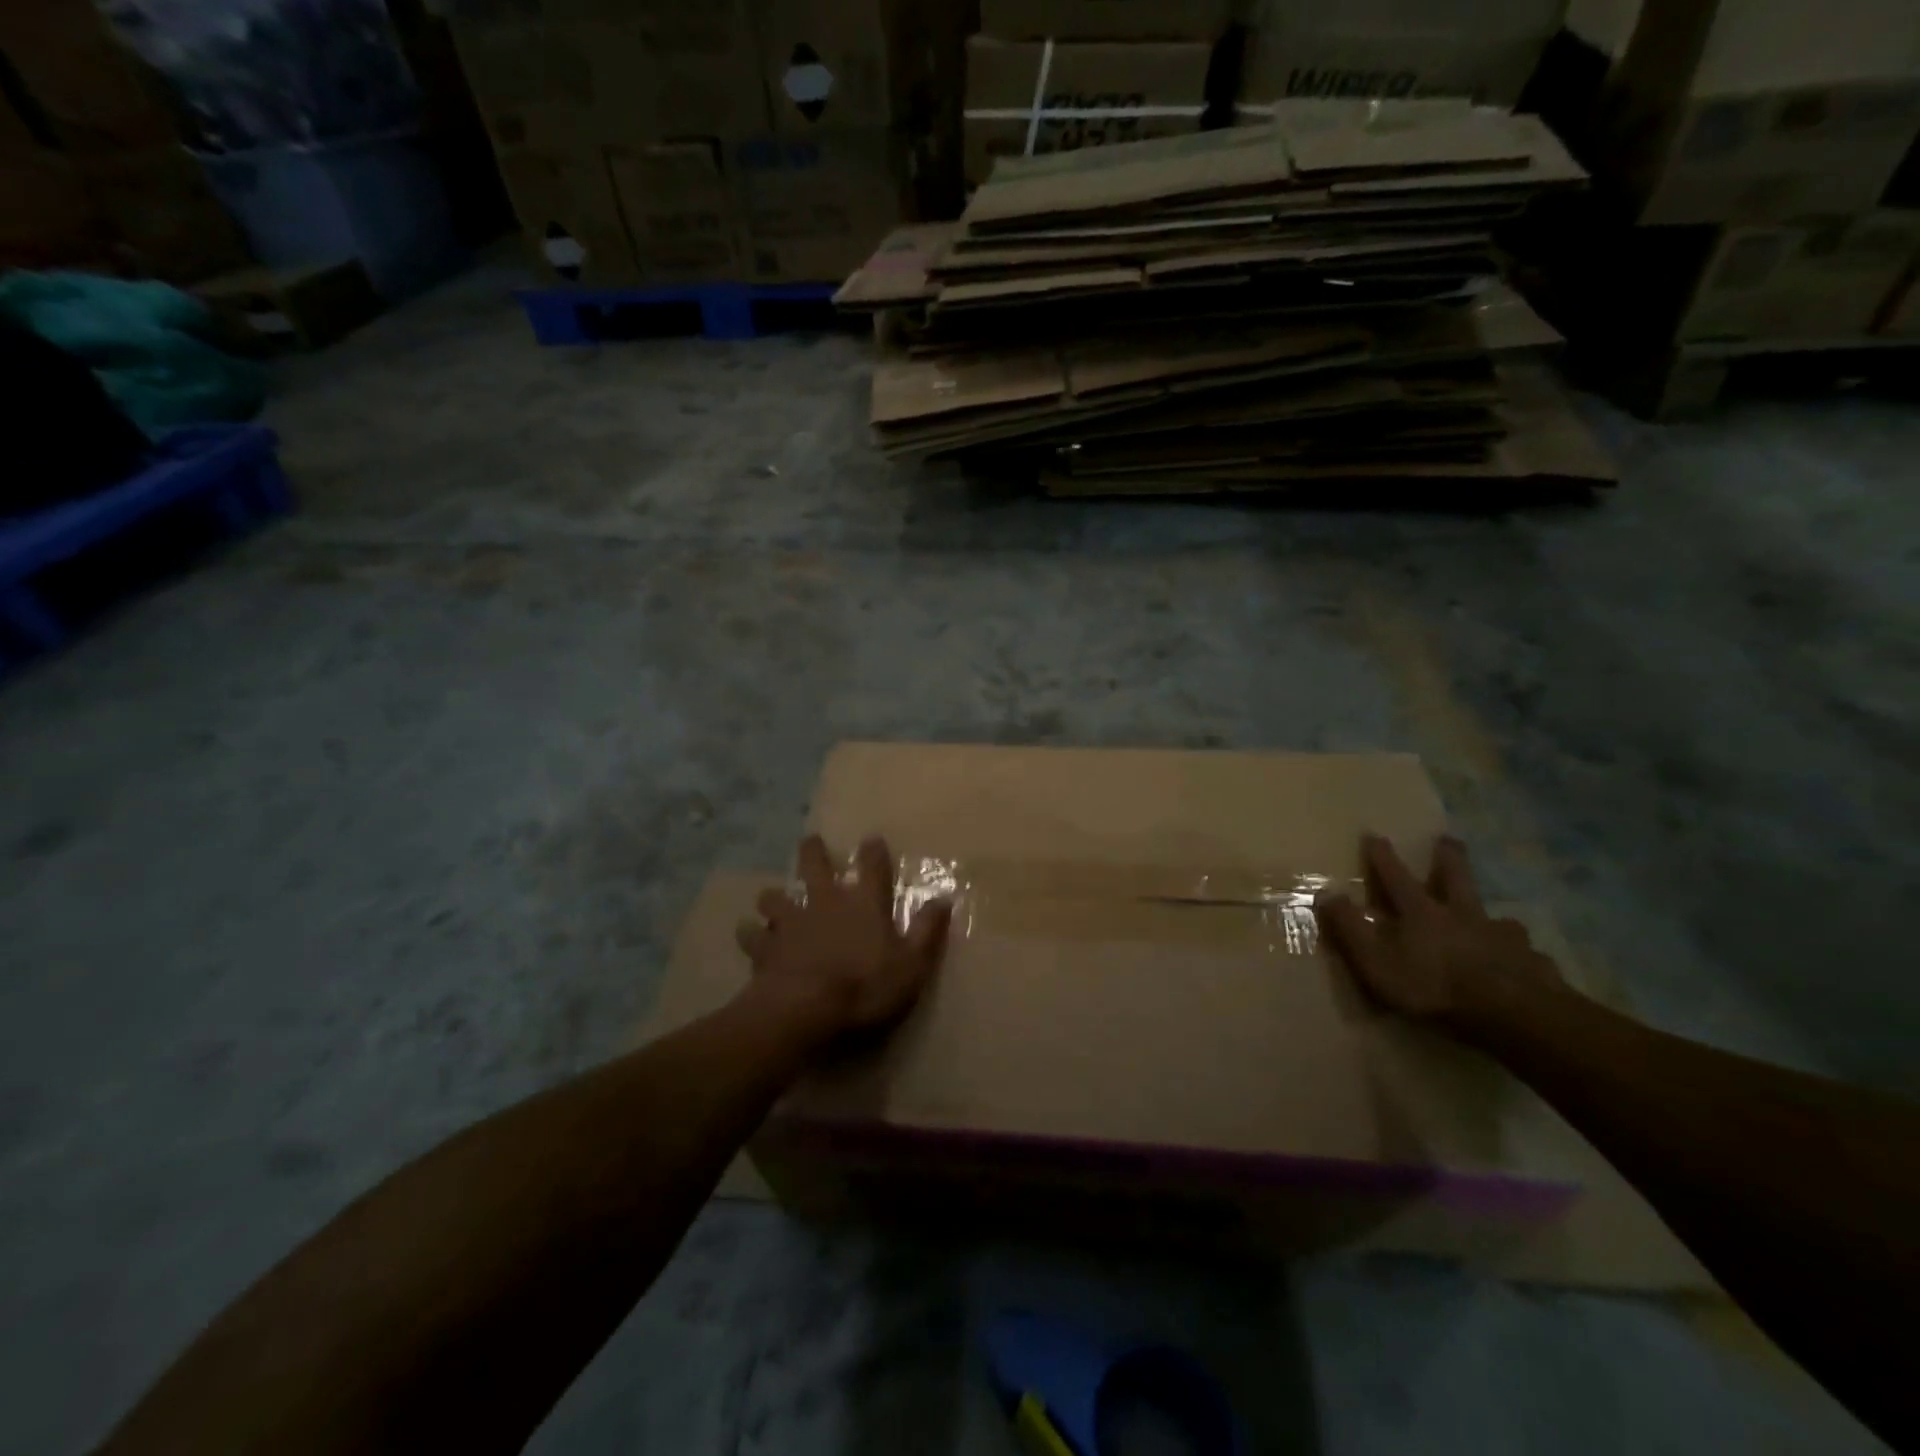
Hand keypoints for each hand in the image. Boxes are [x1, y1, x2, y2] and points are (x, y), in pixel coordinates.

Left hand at [735, 834, 952, 1046]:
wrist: (805, 1010)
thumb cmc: (865, 988)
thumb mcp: (911, 965)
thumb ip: (927, 931)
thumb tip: (944, 899)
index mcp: (864, 905)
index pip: (873, 868)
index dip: (873, 852)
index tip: (871, 839)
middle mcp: (826, 903)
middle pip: (815, 867)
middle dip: (813, 852)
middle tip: (809, 841)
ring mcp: (791, 924)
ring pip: (776, 898)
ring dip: (774, 897)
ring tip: (771, 897)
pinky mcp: (765, 948)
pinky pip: (752, 936)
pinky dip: (750, 934)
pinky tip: (746, 934)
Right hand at [1314, 834, 1564, 1032]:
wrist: (1513, 1014)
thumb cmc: (1434, 987)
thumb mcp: (1377, 961)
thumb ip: (1351, 928)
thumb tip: (1326, 892)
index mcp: (1422, 913)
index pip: (1396, 877)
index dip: (1382, 857)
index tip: (1374, 834)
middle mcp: (1462, 915)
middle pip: (1455, 878)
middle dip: (1448, 857)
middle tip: (1449, 839)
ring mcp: (1502, 937)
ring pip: (1496, 917)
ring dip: (1491, 914)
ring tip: (1497, 918)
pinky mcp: (1532, 962)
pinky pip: (1525, 953)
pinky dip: (1519, 954)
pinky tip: (1523, 963)